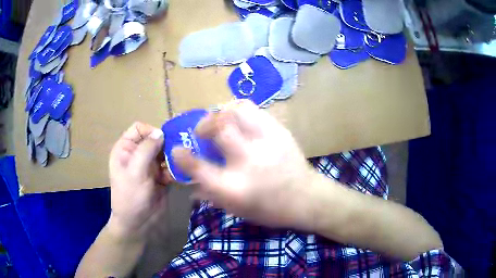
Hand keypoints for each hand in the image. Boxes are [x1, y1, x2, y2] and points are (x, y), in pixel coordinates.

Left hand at [108, 122, 172, 237]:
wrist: (138, 224)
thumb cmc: (131, 197)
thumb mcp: (135, 171)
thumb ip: (147, 149)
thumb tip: (161, 132)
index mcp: (125, 149)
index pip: (139, 128)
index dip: (151, 131)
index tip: (163, 142)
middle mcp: (137, 154)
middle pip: (154, 139)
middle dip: (166, 146)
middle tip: (178, 153)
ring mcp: (149, 166)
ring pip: (164, 153)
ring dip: (171, 159)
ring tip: (177, 168)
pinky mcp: (159, 177)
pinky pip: (169, 167)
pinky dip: (174, 171)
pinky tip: (175, 179)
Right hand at [173, 100, 317, 229]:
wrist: (307, 198)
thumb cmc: (270, 209)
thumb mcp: (237, 209)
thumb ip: (211, 195)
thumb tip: (191, 184)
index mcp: (234, 187)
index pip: (199, 168)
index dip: (182, 156)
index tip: (177, 149)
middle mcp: (248, 161)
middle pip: (219, 127)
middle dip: (204, 124)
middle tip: (201, 129)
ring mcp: (267, 142)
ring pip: (238, 110)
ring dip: (223, 112)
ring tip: (220, 119)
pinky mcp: (280, 131)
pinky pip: (255, 110)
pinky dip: (241, 111)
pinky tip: (240, 120)